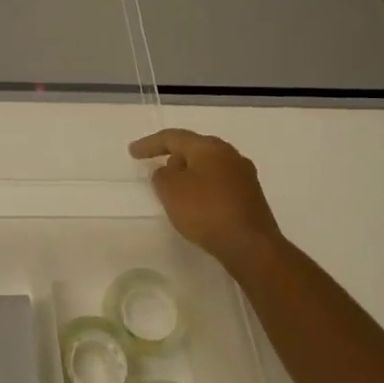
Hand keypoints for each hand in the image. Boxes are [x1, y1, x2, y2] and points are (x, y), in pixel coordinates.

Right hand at [129, 128, 289, 272]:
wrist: (251, 245)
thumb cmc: (205, 211)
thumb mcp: (170, 190)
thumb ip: (161, 175)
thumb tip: (168, 170)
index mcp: (209, 147)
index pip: (173, 137)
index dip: (150, 144)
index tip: (132, 153)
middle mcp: (229, 154)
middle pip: (194, 149)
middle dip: (173, 157)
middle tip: (156, 170)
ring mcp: (244, 175)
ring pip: (208, 167)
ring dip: (190, 174)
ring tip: (175, 190)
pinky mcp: (251, 197)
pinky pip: (219, 184)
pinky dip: (203, 189)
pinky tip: (197, 204)